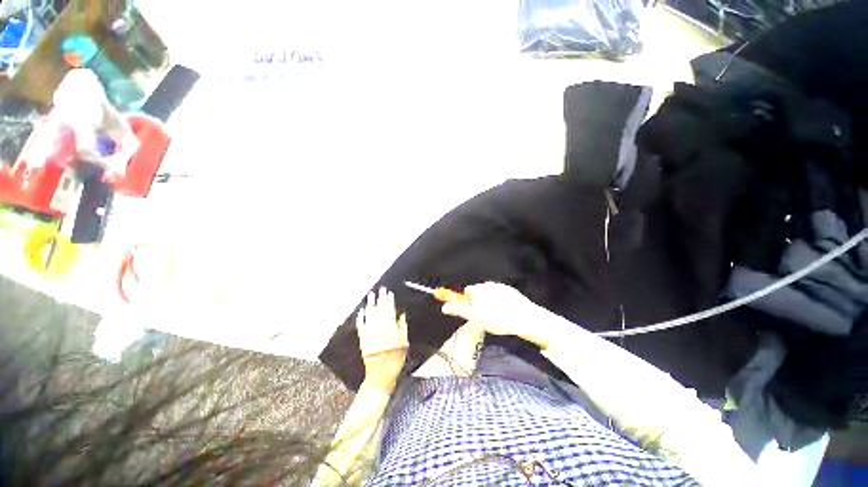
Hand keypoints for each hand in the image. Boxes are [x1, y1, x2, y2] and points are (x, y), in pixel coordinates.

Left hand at [356, 288, 407, 392]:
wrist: (380, 376)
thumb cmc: (395, 360)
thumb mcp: (404, 344)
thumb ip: (402, 328)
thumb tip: (401, 314)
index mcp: (391, 330)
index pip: (390, 312)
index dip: (390, 302)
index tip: (390, 293)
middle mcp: (379, 330)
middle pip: (380, 311)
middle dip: (381, 299)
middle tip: (381, 289)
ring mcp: (369, 334)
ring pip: (370, 316)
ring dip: (370, 305)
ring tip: (371, 295)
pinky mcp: (362, 340)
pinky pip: (361, 326)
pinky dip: (361, 318)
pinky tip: (361, 311)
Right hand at [441, 282, 549, 348]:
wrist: (524, 318)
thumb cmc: (496, 318)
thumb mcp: (475, 316)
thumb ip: (459, 310)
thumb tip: (444, 307)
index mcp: (478, 289)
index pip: (467, 291)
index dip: (468, 302)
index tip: (473, 312)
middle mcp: (488, 284)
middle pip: (478, 291)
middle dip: (478, 301)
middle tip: (484, 316)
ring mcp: (501, 286)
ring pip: (489, 293)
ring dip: (489, 301)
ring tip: (496, 315)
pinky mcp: (511, 291)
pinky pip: (501, 295)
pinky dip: (500, 301)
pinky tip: (505, 311)